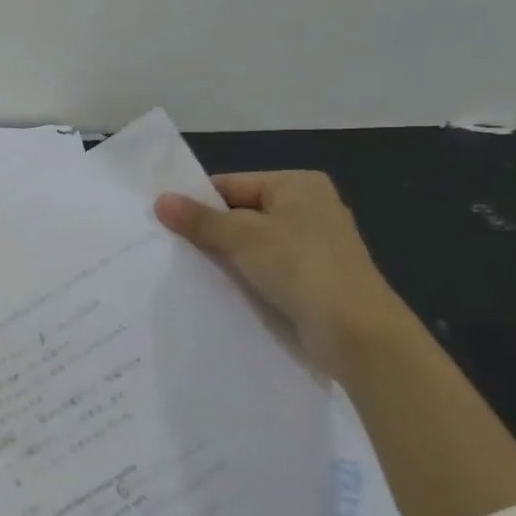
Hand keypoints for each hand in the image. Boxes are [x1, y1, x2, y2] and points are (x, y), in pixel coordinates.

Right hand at [155, 171, 408, 378]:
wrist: (356, 332)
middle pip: (242, 213)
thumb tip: (160, 200)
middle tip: (168, 248)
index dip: (197, 202)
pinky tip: (219, 289)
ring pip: (254, 244)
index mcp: (297, 184)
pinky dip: (245, 276)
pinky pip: (269, 268)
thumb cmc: (299, 267)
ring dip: (226, 257)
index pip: (231, 185)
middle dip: (209, 231)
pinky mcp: (316, 279)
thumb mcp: (241, 237)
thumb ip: (200, 219)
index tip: (162, 222)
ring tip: (186, 270)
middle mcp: (310, 207)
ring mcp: (315, 245)